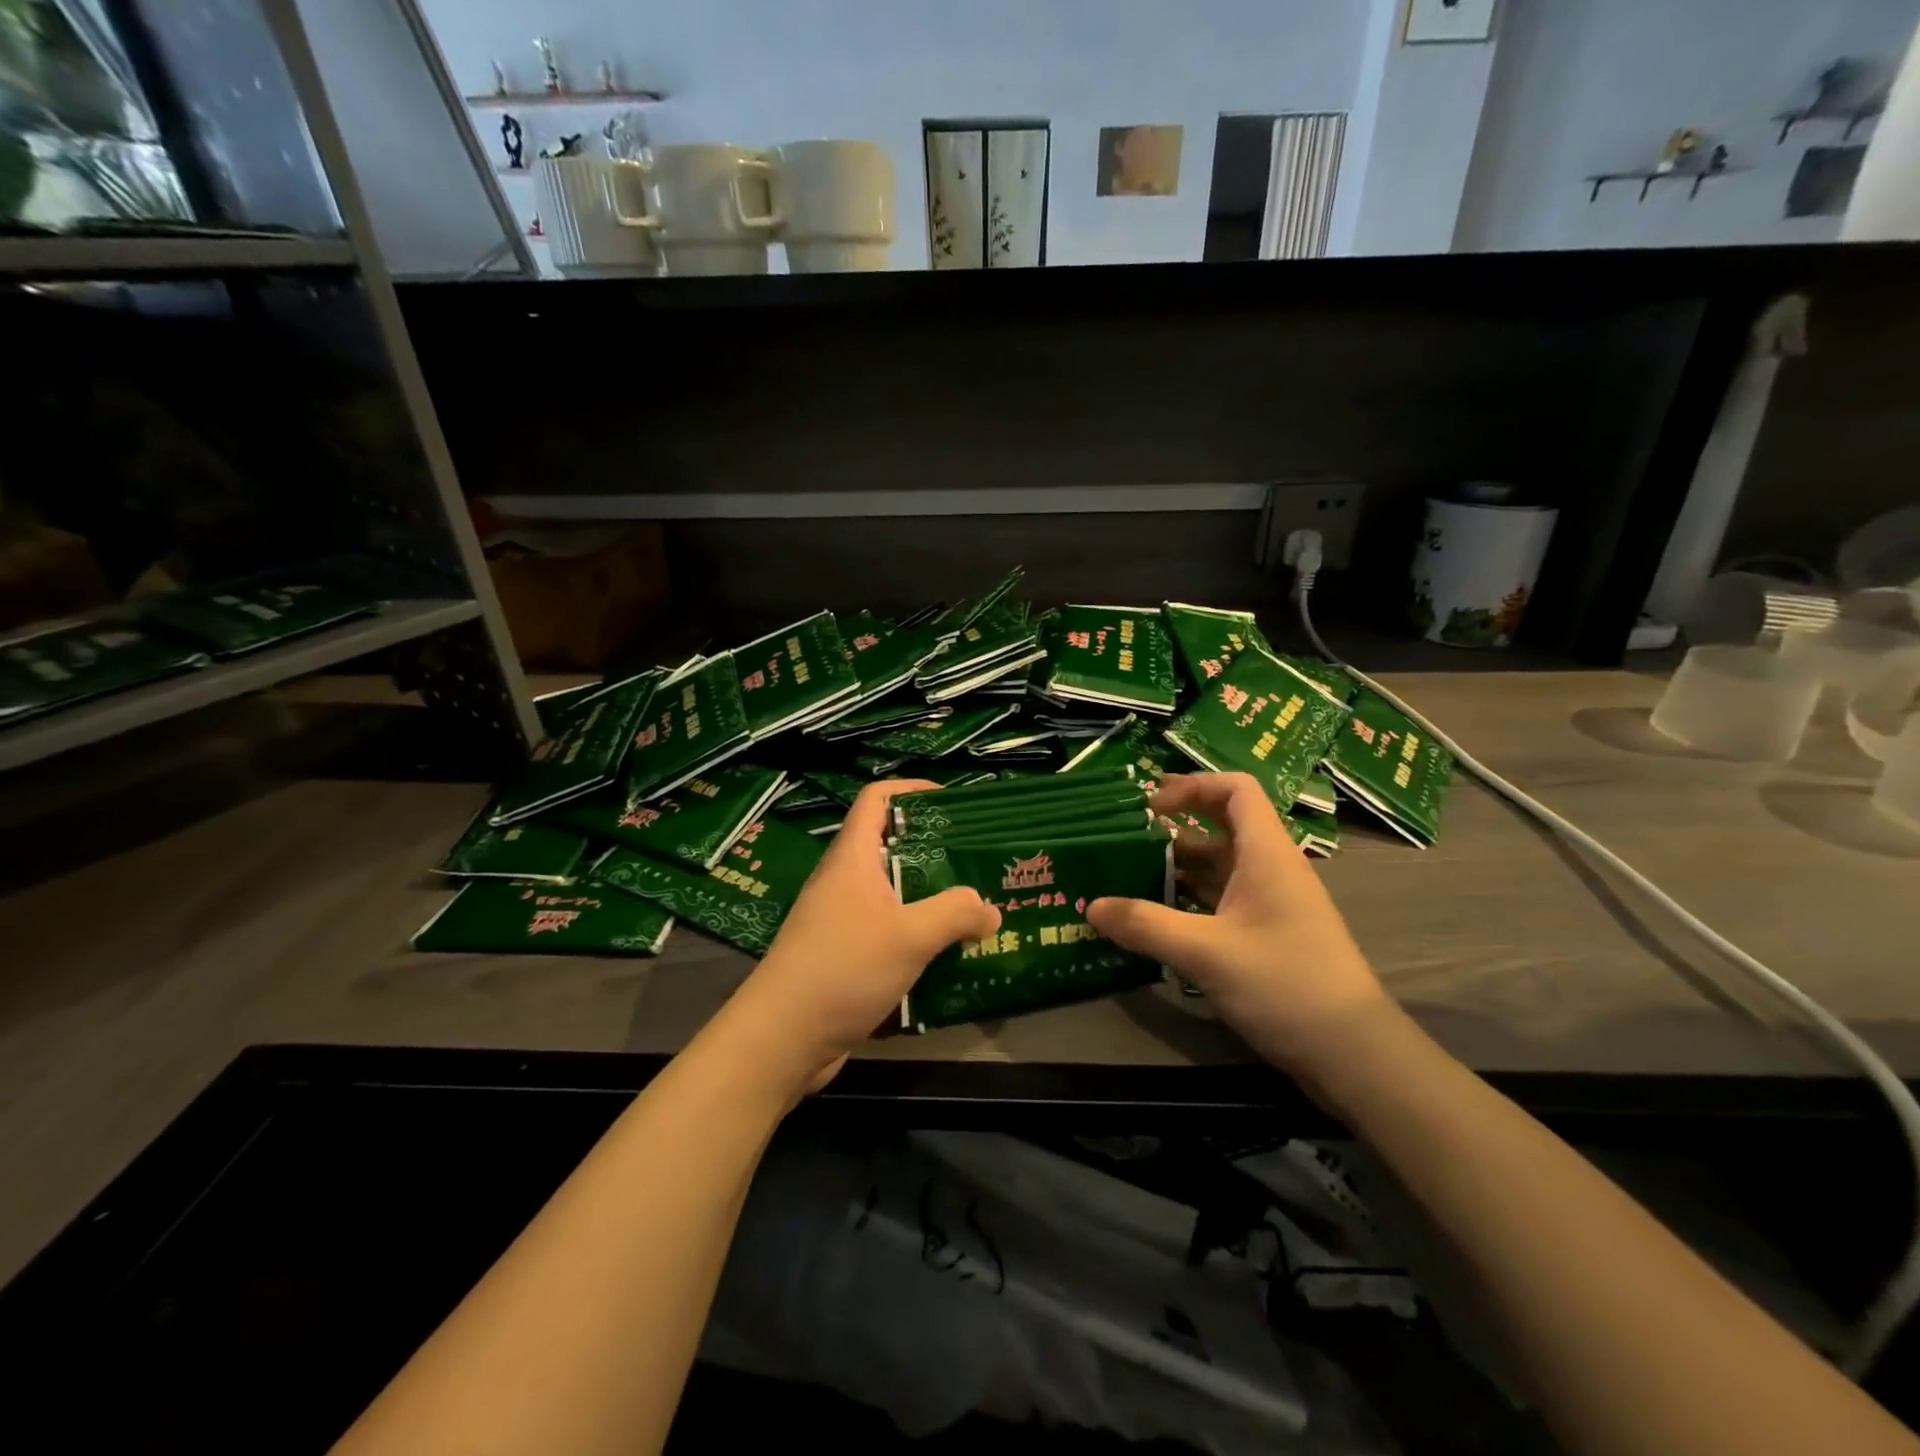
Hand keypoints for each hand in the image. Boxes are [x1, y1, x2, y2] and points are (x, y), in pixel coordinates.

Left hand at [716, 780, 1000, 1094]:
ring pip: (893, 895)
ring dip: (930, 899)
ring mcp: (841, 921)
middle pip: (891, 847)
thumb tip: (990, 909)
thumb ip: (955, 914)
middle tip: (978, 863)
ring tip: (974, 910)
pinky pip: (888, 933)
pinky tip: (948, 957)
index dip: (912, 790)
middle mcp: (844, 882)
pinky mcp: (844, 957)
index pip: (876, 799)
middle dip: (935, 851)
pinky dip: (917, 937)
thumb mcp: (909, 936)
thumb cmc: (843, 968)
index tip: (951, 802)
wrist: (782, 1038)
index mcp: (853, 858)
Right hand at [1088, 773, 1393, 1080]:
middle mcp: (1269, 868)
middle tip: (1126, 837)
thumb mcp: (1207, 953)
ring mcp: (1270, 903)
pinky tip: (1155, 917)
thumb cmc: (1285, 985)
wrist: (1353, 1053)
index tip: (1150, 807)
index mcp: (1266, 854)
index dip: (1192, 785)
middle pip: (1221, 825)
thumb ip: (1146, 926)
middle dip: (1173, 827)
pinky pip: (1221, 899)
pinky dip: (1188, 899)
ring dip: (1177, 866)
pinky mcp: (1267, 933)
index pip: (1236, 789)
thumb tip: (1092, 906)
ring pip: (1219, 866)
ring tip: (1128, 875)